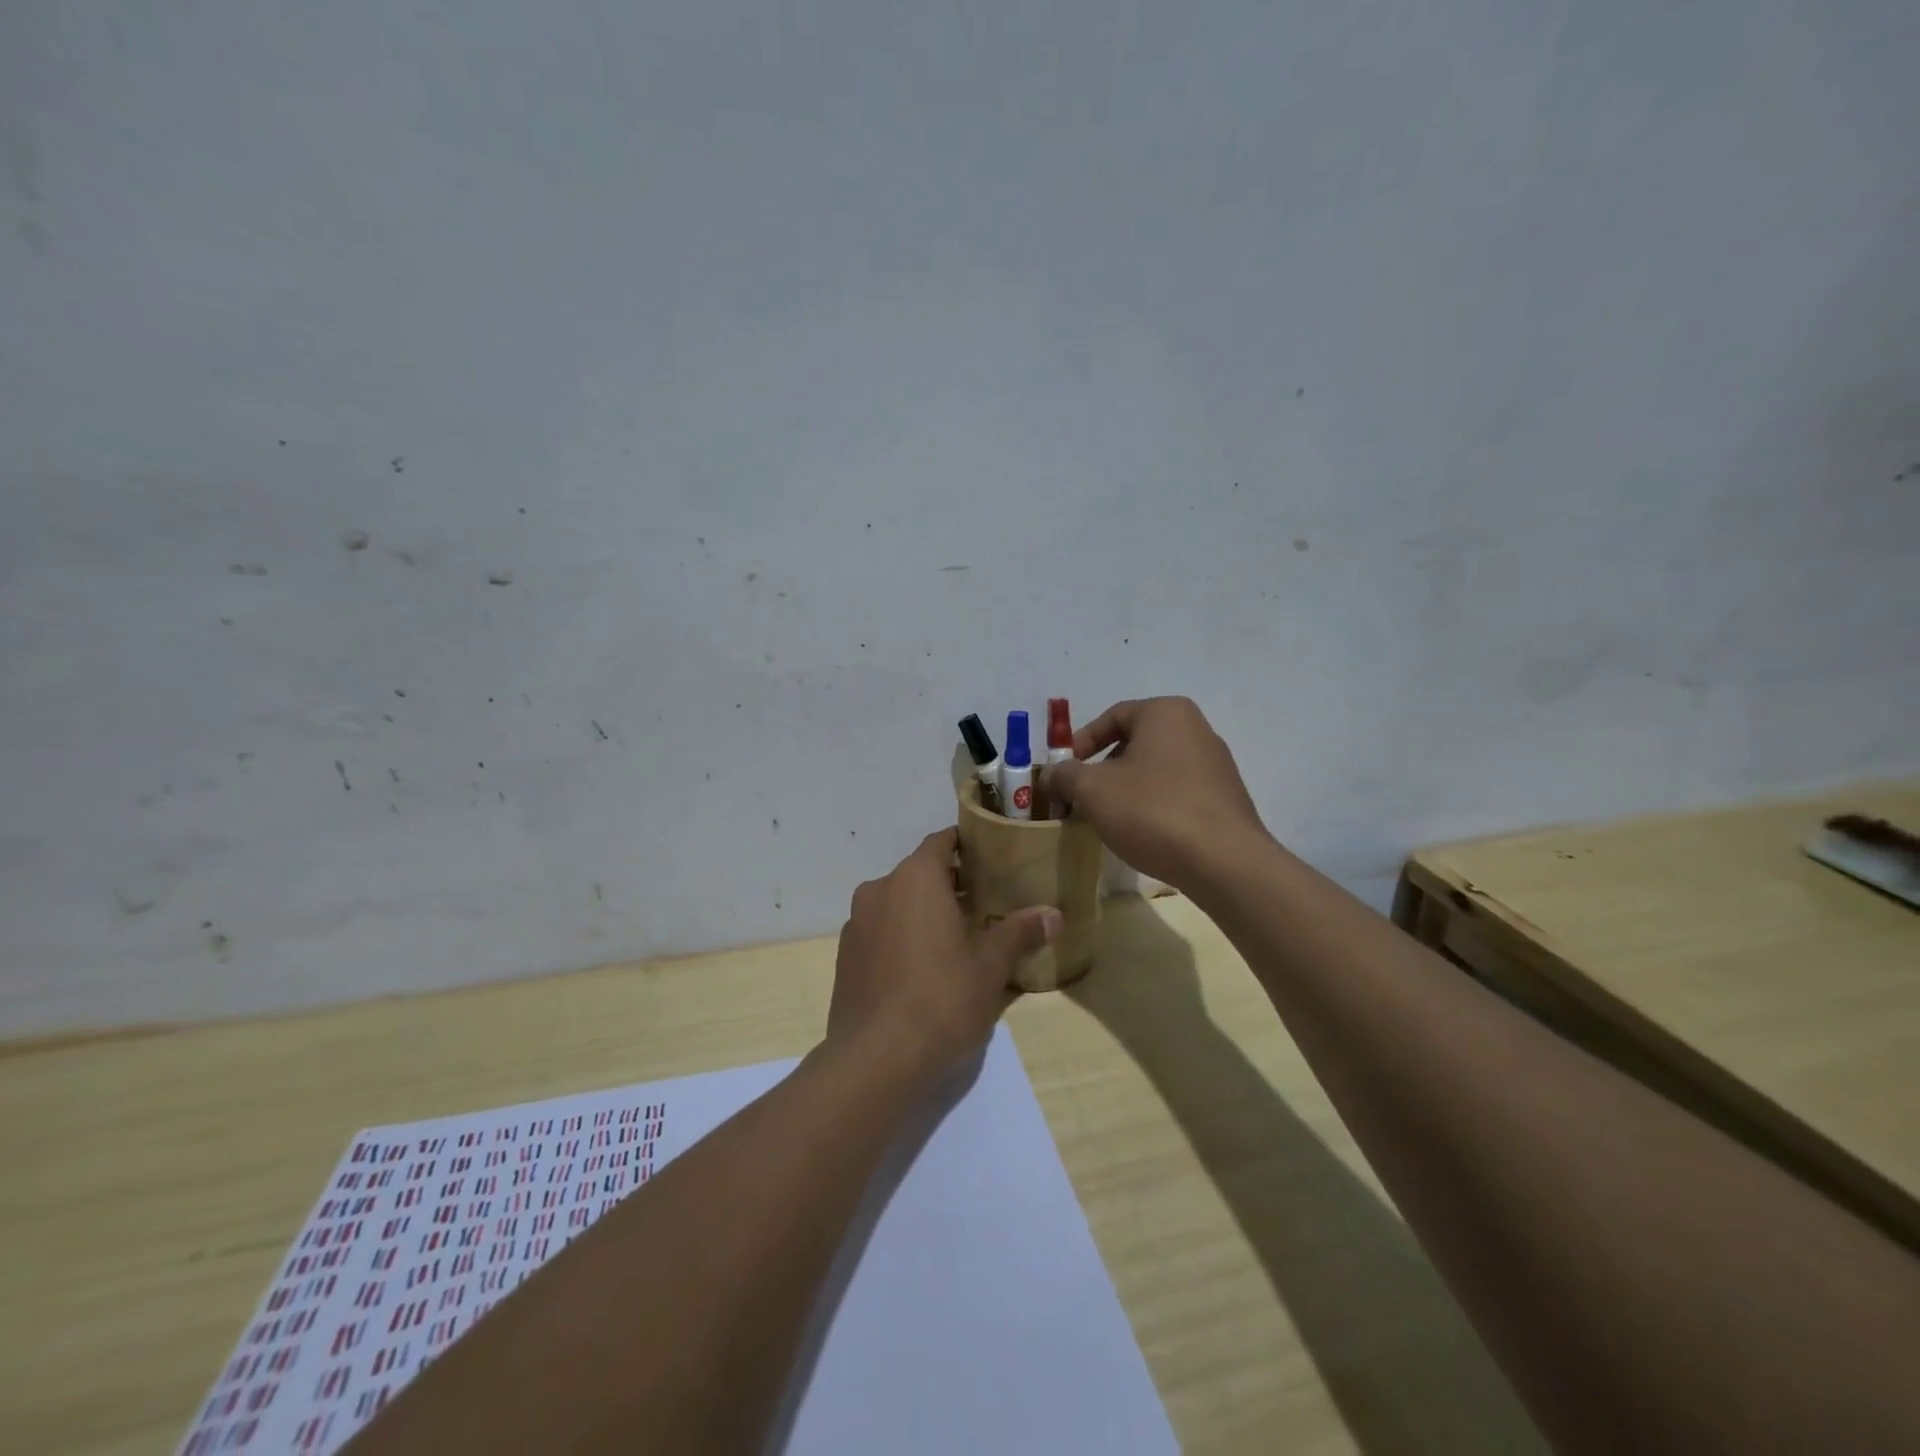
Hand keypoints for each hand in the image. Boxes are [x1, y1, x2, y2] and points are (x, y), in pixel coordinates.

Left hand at [828, 829, 1059, 1083]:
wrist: (875, 1059)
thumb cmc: (941, 998)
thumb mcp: (990, 966)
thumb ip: (1020, 932)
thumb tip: (1054, 914)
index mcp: (915, 878)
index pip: (941, 841)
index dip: (966, 845)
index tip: (991, 857)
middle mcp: (879, 889)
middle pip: (919, 873)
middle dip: (949, 884)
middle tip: (985, 903)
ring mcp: (856, 923)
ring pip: (897, 903)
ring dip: (923, 912)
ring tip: (957, 938)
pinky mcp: (845, 956)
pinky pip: (880, 932)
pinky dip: (901, 937)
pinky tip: (923, 969)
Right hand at [1042, 697, 1267, 891]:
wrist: (1223, 862)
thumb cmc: (1152, 811)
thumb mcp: (1092, 790)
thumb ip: (1064, 775)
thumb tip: (1051, 774)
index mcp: (1166, 713)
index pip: (1112, 716)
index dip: (1080, 743)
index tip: (1064, 773)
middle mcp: (1196, 729)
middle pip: (1134, 743)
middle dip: (1102, 770)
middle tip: (1081, 798)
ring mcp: (1216, 764)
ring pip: (1155, 770)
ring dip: (1126, 790)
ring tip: (1107, 819)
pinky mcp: (1225, 798)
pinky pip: (1177, 792)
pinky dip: (1153, 806)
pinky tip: (1142, 833)